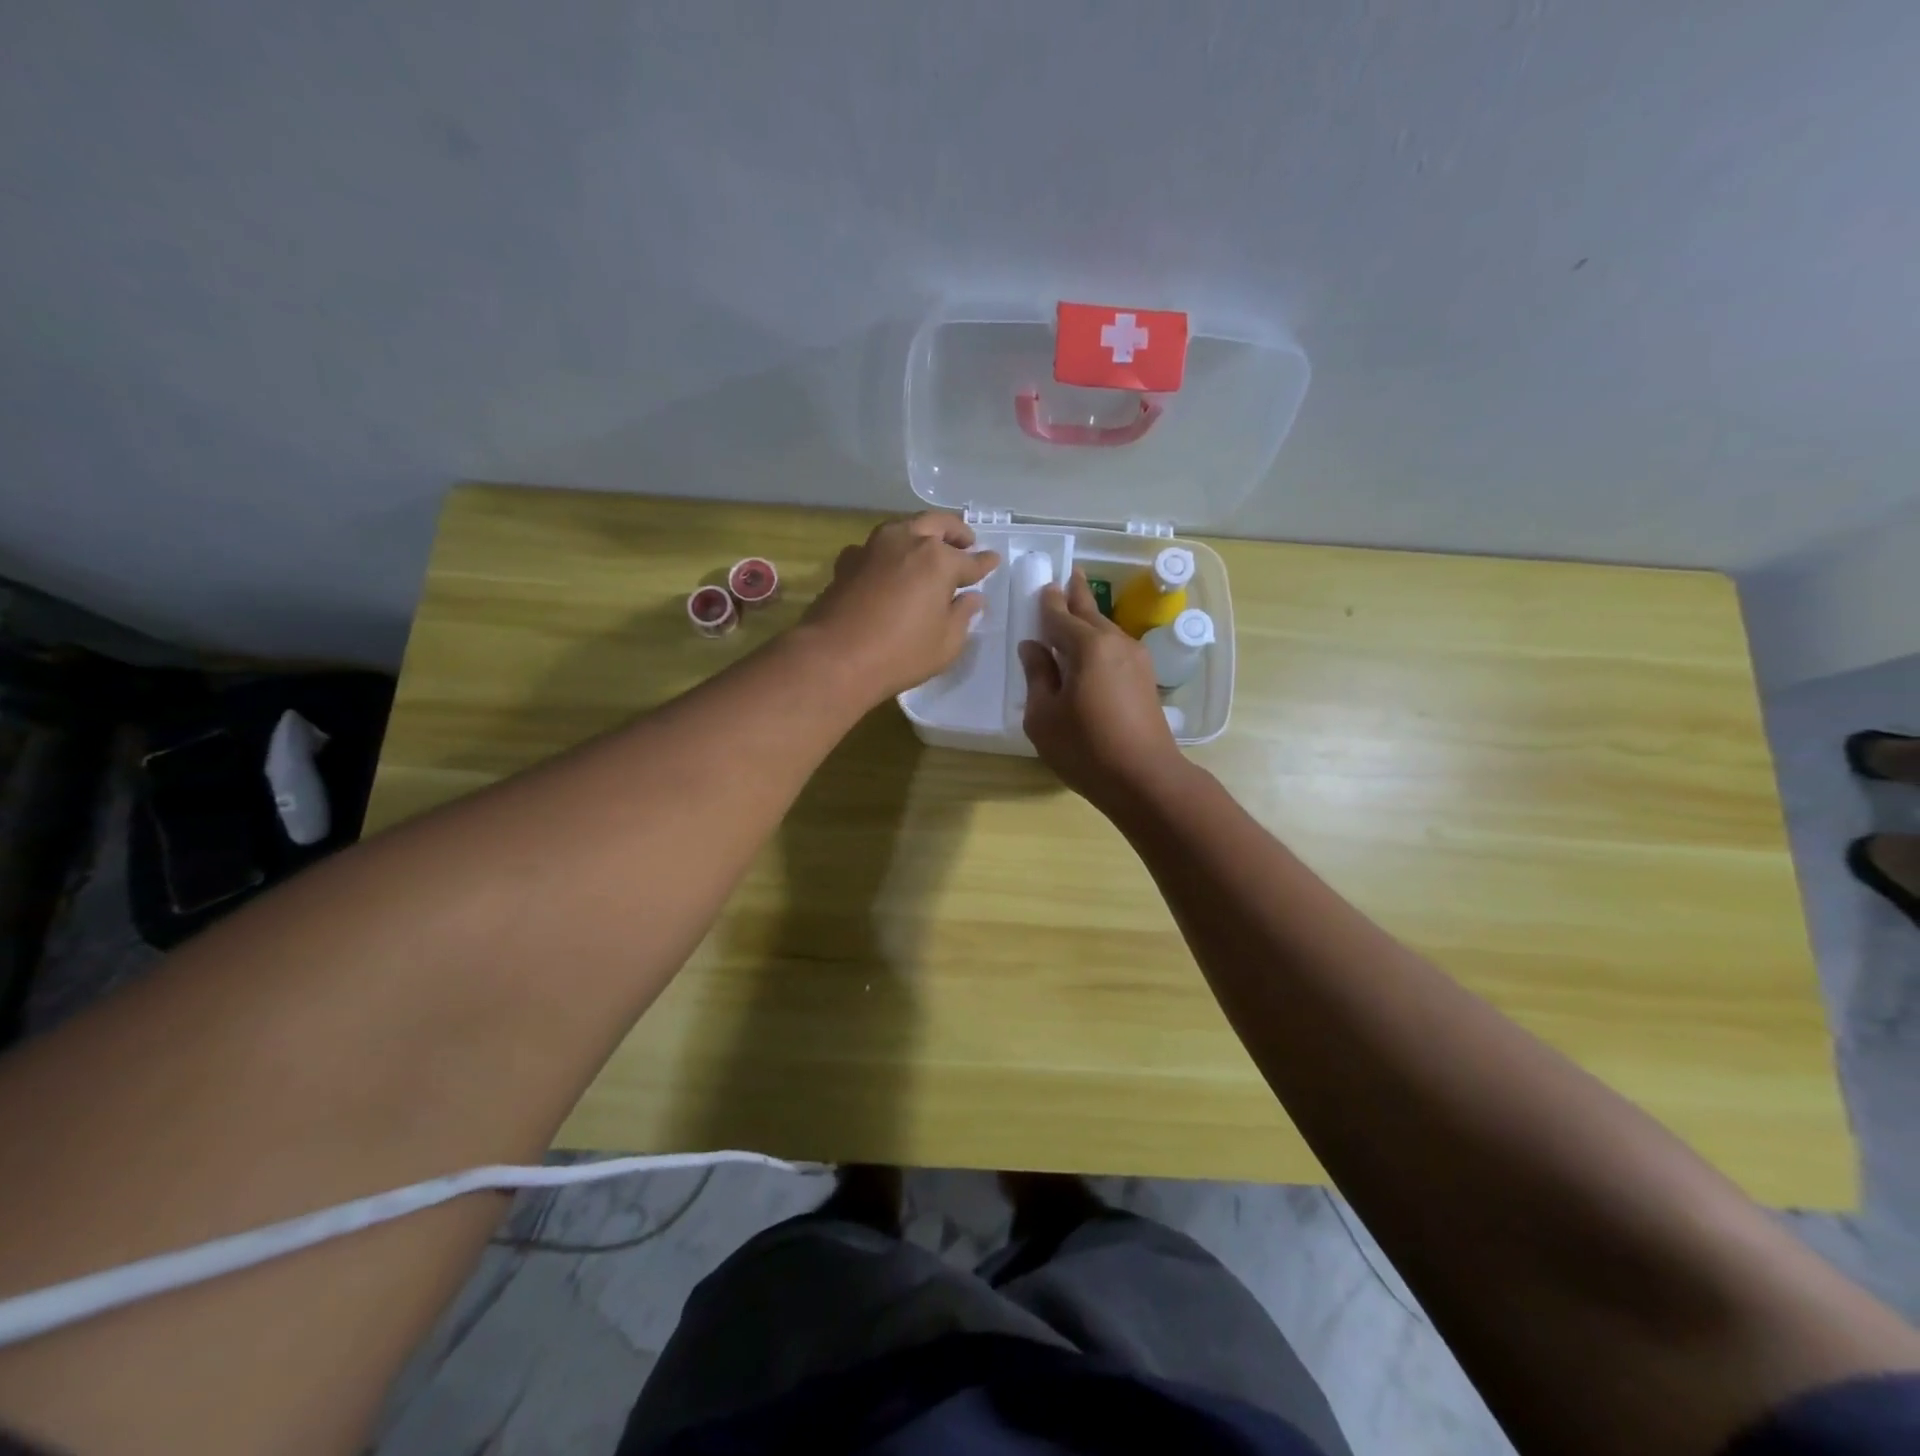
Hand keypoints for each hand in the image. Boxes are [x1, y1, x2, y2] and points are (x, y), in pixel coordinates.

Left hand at [800, 512, 999, 702]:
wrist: (835, 658)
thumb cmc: (901, 654)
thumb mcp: (946, 643)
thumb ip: (963, 615)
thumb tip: (971, 598)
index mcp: (939, 560)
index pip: (970, 560)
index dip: (984, 563)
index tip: (993, 561)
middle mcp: (907, 542)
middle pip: (938, 524)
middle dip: (956, 532)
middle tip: (966, 542)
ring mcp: (874, 547)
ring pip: (904, 528)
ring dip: (921, 534)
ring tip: (929, 550)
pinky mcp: (848, 561)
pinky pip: (876, 547)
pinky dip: (890, 552)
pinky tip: (890, 566)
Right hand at [1018, 570, 1185, 805]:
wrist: (1145, 779)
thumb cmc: (1086, 749)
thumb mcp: (1044, 716)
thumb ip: (1037, 676)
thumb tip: (1033, 647)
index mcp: (1088, 647)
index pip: (1060, 615)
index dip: (1048, 602)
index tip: (1043, 586)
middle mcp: (1116, 643)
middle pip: (1091, 613)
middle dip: (1077, 595)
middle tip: (1071, 574)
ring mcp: (1136, 660)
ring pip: (1107, 630)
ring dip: (1091, 618)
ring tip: (1079, 607)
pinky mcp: (1146, 679)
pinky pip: (1117, 648)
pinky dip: (1101, 640)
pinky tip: (1093, 650)